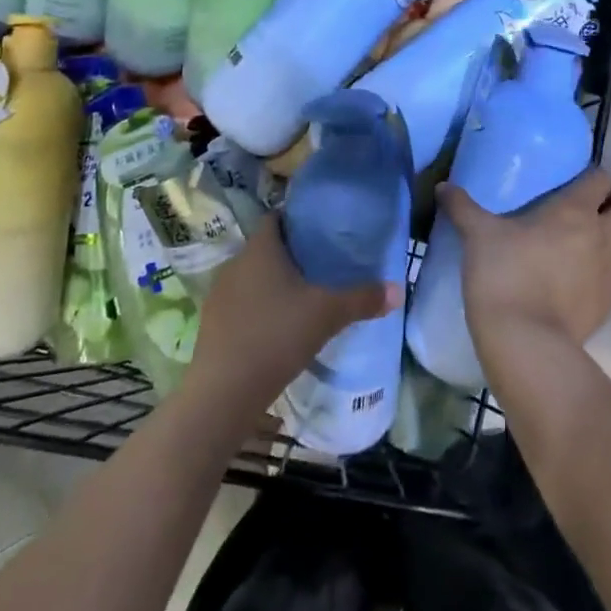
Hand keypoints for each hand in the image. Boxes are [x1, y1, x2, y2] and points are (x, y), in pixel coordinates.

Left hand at [184, 216, 401, 427]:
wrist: (224, 392)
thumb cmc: (277, 336)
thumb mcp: (327, 315)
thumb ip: (362, 299)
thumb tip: (397, 290)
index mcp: (261, 248)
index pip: (276, 218)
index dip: (298, 220)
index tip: (322, 231)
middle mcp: (236, 262)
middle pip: (266, 247)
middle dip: (291, 254)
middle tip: (322, 265)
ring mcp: (220, 293)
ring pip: (252, 276)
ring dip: (273, 282)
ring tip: (303, 297)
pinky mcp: (212, 322)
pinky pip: (241, 302)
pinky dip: (258, 307)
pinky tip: (277, 328)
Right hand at [439, 167, 610, 359]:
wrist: (526, 343)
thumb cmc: (505, 275)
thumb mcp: (477, 235)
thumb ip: (462, 207)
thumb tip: (442, 186)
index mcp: (575, 211)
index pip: (602, 179)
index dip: (596, 175)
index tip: (579, 178)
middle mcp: (602, 236)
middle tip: (592, 205)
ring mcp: (610, 272)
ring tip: (588, 238)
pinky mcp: (608, 304)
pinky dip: (606, 267)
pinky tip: (580, 274)